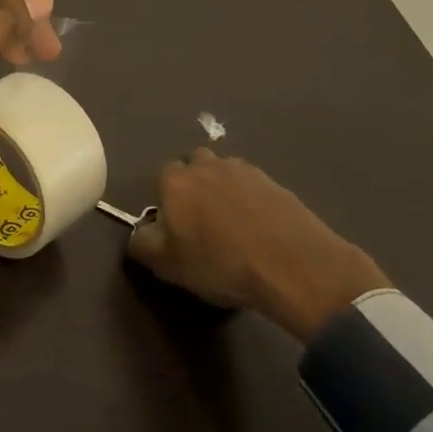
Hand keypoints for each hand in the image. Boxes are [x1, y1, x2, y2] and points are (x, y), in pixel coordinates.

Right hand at [126, 149, 389, 341]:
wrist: (293, 265)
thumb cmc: (220, 263)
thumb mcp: (167, 265)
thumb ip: (142, 243)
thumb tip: (139, 232)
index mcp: (176, 180)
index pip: (162, 177)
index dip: (166, 201)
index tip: (174, 227)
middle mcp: (208, 165)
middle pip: (195, 166)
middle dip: (195, 186)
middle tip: (201, 222)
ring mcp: (246, 171)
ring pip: (225, 174)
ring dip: (224, 191)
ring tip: (233, 226)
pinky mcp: (276, 183)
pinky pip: (253, 188)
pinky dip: (251, 202)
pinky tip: (258, 230)